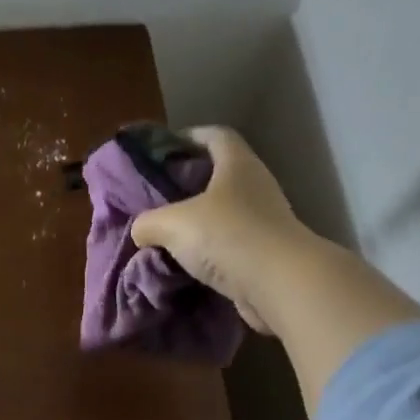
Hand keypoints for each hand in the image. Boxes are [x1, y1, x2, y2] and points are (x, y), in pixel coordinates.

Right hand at [130, 126, 310, 333]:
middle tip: (158, 198)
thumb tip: (141, 231)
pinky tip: (187, 264)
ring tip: (168, 235)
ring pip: (225, 213)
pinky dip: (210, 252)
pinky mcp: (266, 253)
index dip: (188, 138)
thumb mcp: (171, 224)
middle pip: (219, 175)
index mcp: (237, 163)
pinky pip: (230, 245)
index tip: (162, 152)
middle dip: (188, 185)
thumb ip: (147, 223)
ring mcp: (265, 220)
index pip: (214, 135)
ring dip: (199, 223)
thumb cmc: (226, 236)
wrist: (279, 284)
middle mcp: (255, 185)